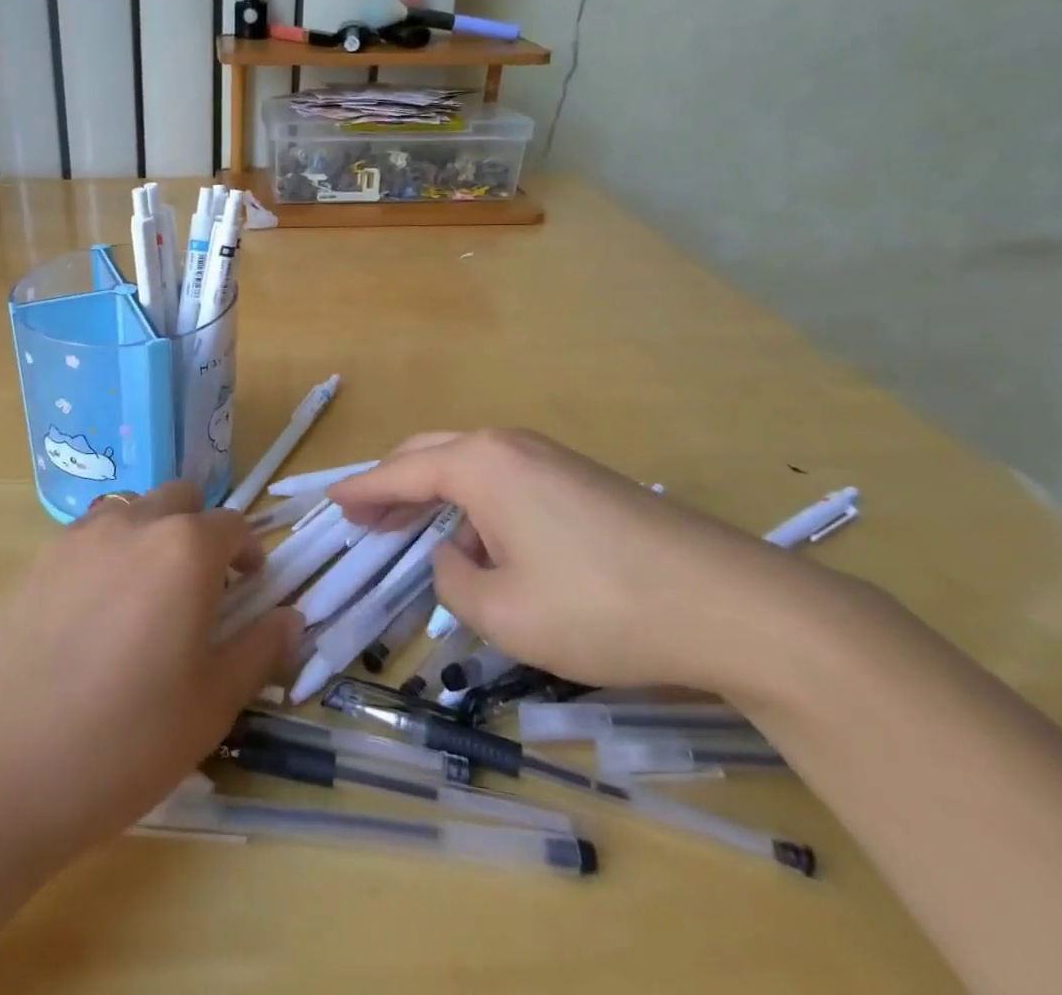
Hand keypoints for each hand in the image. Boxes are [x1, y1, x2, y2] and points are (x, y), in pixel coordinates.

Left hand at [0, 483, 300, 869]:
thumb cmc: (121, 740)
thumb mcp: (211, 705)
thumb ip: (259, 649)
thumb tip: (291, 617)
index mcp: (185, 549)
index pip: (234, 525)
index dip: (250, 555)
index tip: (249, 590)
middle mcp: (133, 523)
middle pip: (182, 500)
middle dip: (201, 532)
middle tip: (200, 589)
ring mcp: (78, 536)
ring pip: (133, 510)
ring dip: (153, 536)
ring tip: (145, 600)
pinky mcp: (37, 559)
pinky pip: (89, 536)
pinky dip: (109, 554)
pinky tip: (94, 615)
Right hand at [331, 429, 831, 696]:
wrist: (732, 605)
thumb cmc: (600, 607)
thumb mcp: (504, 614)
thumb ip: (455, 582)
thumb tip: (454, 557)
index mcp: (481, 465)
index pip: (400, 473)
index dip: (360, 491)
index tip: (330, 501)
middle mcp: (511, 446)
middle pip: (432, 454)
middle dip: (394, 484)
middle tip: (365, 517)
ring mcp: (552, 459)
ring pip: (472, 468)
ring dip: (440, 498)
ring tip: (422, 539)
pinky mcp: (584, 481)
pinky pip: (508, 483)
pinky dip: (480, 507)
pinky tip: (489, 549)